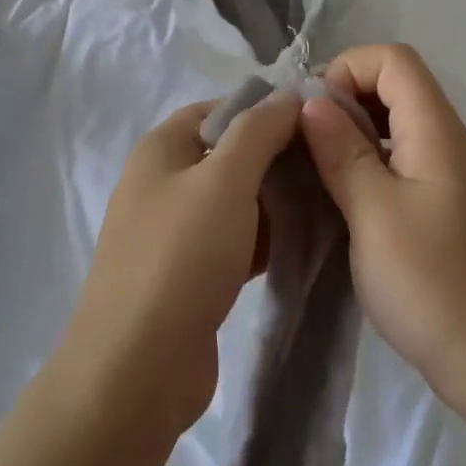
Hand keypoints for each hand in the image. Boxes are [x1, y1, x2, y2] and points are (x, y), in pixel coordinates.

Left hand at [59, 92, 303, 439]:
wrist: (137, 369)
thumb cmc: (181, 257)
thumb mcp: (224, 179)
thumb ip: (258, 131)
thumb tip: (287, 95)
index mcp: (161, 149)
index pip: (219, 108)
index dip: (266, 109)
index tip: (317, 123)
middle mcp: (162, 183)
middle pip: (229, 154)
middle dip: (277, 158)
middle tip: (329, 167)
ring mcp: (174, 232)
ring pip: (235, 200)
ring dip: (275, 201)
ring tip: (327, 203)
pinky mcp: (189, 274)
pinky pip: (234, 241)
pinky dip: (264, 239)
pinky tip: (303, 245)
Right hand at [299, 44, 465, 418]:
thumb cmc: (433, 284)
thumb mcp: (373, 213)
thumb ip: (342, 152)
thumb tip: (312, 102)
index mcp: (437, 131)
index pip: (393, 59)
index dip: (347, 69)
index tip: (310, 112)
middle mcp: (449, 142)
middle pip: (396, 85)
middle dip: (344, 98)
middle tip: (302, 140)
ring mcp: (450, 176)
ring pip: (398, 124)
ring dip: (353, 133)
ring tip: (314, 167)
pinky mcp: (445, 207)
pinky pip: (403, 160)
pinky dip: (368, 162)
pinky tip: (342, 198)